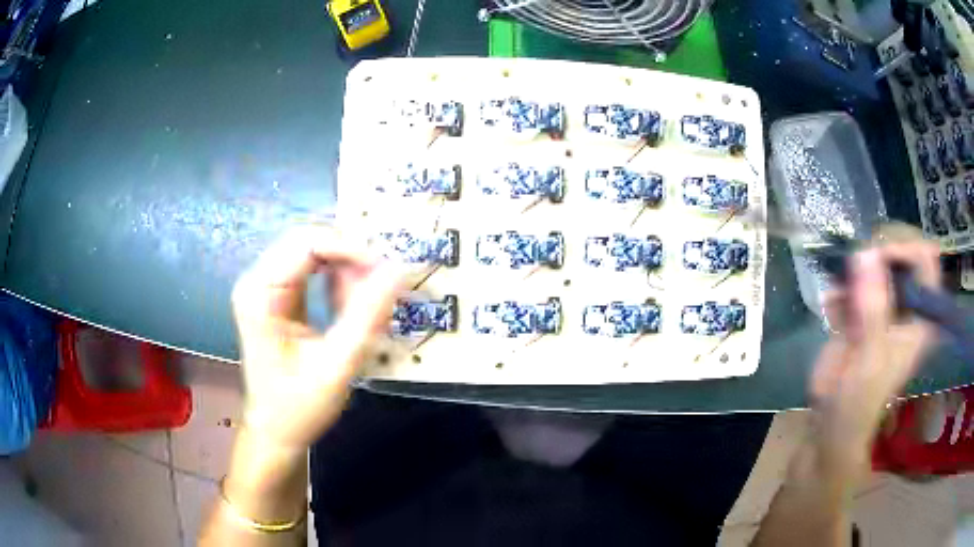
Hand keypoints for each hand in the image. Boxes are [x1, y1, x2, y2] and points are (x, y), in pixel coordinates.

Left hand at [231, 225, 408, 454]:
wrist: (276, 431)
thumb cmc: (299, 406)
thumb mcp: (337, 365)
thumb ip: (367, 316)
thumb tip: (400, 270)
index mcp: (260, 293)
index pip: (306, 243)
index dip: (350, 249)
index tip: (387, 271)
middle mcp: (258, 280)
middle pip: (310, 241)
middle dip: (351, 260)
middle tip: (381, 289)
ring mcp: (266, 285)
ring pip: (315, 252)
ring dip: (347, 272)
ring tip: (367, 305)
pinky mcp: (277, 294)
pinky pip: (314, 269)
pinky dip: (340, 282)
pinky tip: (350, 308)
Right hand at [810, 223, 940, 478]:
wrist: (830, 422)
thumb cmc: (859, 401)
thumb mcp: (870, 358)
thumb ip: (872, 308)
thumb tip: (865, 252)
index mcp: (919, 315)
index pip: (926, 259)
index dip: (907, 246)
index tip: (880, 253)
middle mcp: (905, 303)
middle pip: (901, 249)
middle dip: (878, 251)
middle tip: (857, 265)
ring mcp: (883, 305)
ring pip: (877, 258)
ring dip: (855, 269)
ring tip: (840, 293)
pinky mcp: (861, 309)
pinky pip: (854, 279)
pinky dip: (840, 285)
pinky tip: (831, 306)